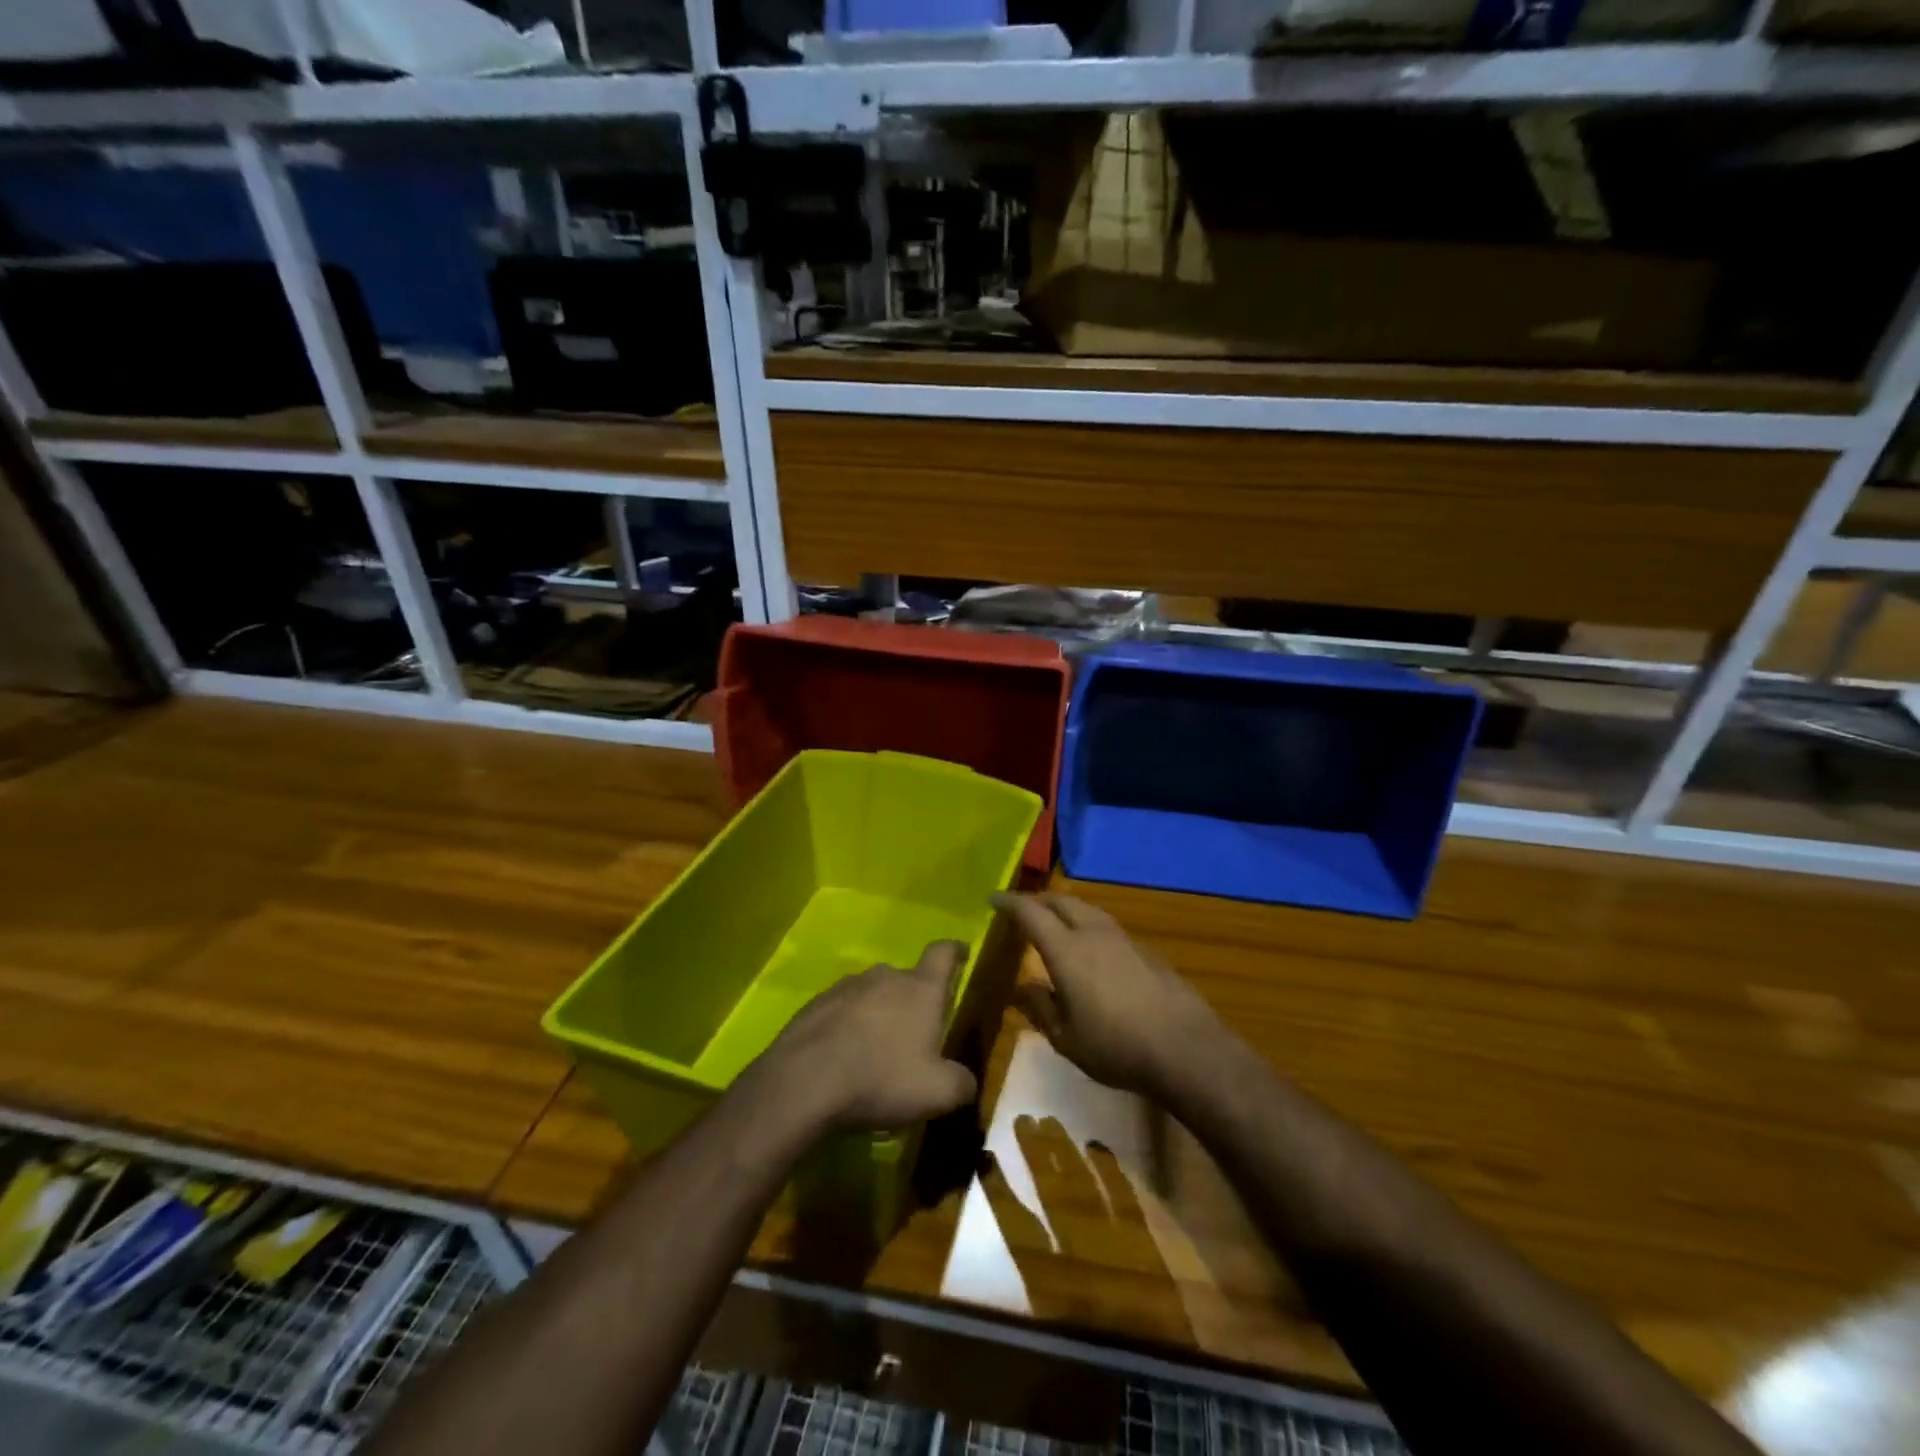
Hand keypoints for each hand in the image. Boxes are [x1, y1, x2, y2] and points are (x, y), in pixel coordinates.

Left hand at [753, 941, 978, 1133]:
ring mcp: (846, 987)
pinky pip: (842, 1010)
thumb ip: (961, 1084)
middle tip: (917, 1033)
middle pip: (907, 978)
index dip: (955, 951)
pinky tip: (844, 1058)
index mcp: (920, 988)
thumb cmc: (881, 1078)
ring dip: (879, 1014)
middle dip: (915, 1000)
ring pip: (873, 994)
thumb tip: (966, 1082)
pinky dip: (849, 1027)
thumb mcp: (937, 1093)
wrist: (803, 1083)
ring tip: (877, 1051)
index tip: (962, 953)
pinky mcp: (815, 1005)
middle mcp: (884, 976)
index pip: (943, 953)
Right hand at [991, 892, 1224, 1099]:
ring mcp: (1124, 939)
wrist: (1185, 1048)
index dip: (1010, 903)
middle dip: (1039, 900)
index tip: (993, 900)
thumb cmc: (1116, 1047)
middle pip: (1062, 902)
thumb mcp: (1066, 1039)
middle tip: (1023, 908)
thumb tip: (1022, 986)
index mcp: (1067, 950)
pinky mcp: (1147, 951)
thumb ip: (1040, 1007)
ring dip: (1067, 909)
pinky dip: (1090, 926)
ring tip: (1056, 921)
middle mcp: (1094, 934)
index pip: (1031, 913)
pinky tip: (1092, 948)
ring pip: (1089, 910)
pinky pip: (1108, 927)